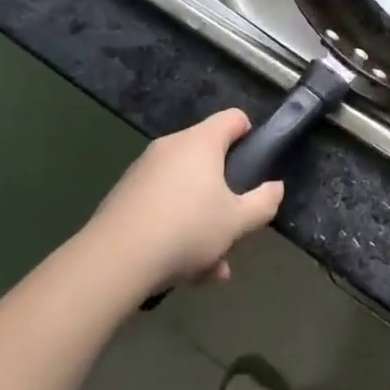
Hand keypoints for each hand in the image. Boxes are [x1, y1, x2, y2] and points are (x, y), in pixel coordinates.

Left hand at [87, 110, 282, 290]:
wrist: (114, 261)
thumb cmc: (187, 229)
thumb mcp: (238, 222)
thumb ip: (264, 202)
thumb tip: (275, 187)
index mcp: (201, 141)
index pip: (233, 118)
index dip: (250, 135)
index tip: (256, 165)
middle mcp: (171, 147)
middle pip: (209, 160)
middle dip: (225, 195)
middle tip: (235, 228)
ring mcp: (143, 171)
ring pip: (186, 190)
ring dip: (203, 222)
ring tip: (211, 266)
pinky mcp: (123, 197)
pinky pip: (162, 205)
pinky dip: (176, 229)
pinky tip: (183, 271)